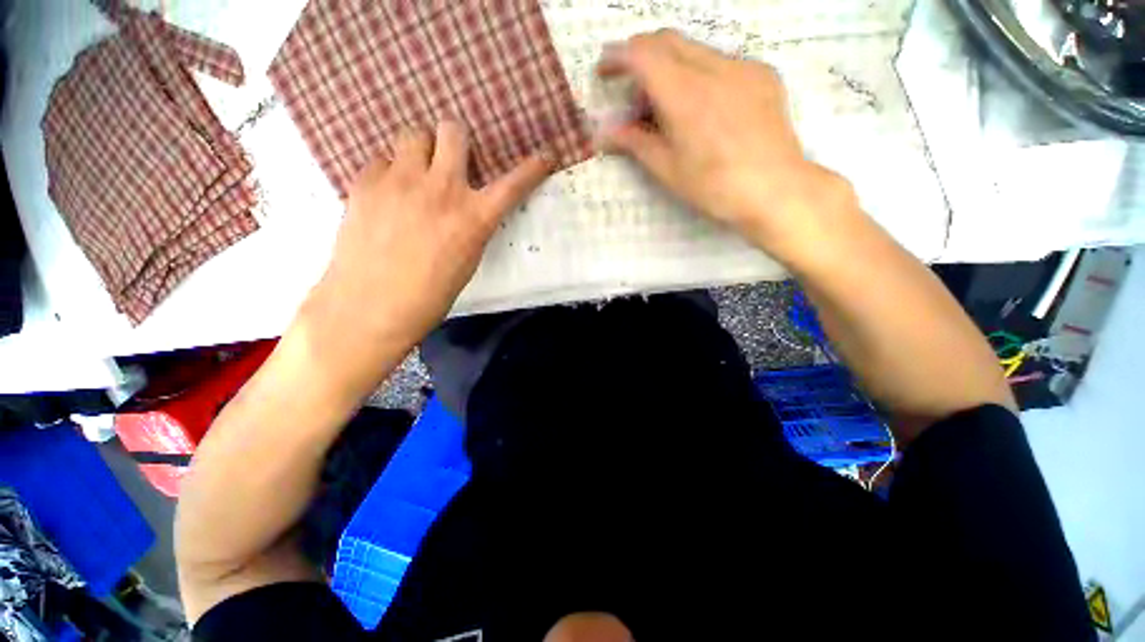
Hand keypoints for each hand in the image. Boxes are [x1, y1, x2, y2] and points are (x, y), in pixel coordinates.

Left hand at [298, 122, 551, 396]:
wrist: (369, 308)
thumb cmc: (429, 296)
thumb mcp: (466, 261)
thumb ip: (471, 226)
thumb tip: (468, 207)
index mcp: (474, 218)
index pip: (514, 184)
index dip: (534, 167)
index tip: (545, 157)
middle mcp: (441, 189)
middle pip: (453, 130)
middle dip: (456, 141)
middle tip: (451, 160)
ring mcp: (400, 180)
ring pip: (413, 134)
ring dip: (420, 151)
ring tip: (415, 175)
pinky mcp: (365, 182)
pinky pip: (382, 159)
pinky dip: (390, 172)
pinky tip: (386, 196)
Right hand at [597, 30, 858, 263]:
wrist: (776, 189)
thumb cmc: (714, 187)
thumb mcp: (667, 170)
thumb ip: (634, 143)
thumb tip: (604, 133)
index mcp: (684, 94)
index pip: (642, 53)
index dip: (617, 56)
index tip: (604, 71)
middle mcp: (713, 68)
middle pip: (667, 41)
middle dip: (642, 59)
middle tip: (635, 98)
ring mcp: (742, 67)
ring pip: (694, 50)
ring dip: (671, 70)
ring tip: (670, 111)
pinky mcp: (762, 74)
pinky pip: (721, 62)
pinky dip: (699, 76)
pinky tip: (704, 110)